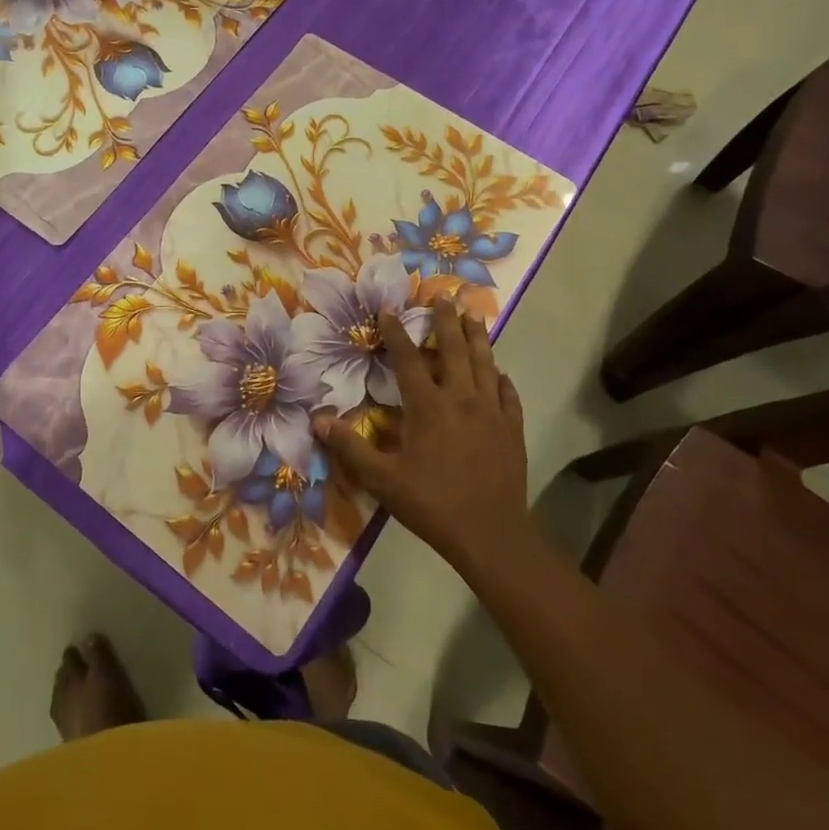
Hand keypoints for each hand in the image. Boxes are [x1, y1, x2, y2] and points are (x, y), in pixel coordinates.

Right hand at [315, 299, 528, 571]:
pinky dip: (500, 377)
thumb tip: (317, 421)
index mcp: (428, 406)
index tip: (388, 309)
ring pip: (485, 362)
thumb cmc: (432, 503)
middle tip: (444, 296)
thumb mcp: (383, 479)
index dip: (396, 332)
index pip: (408, 358)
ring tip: (473, 315)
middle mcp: (461, 398)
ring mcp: (491, 411)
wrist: (491, 533)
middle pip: (453, 348)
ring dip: (477, 336)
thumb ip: (350, 448)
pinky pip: (507, 392)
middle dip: (446, 320)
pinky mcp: (511, 427)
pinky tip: (499, 371)